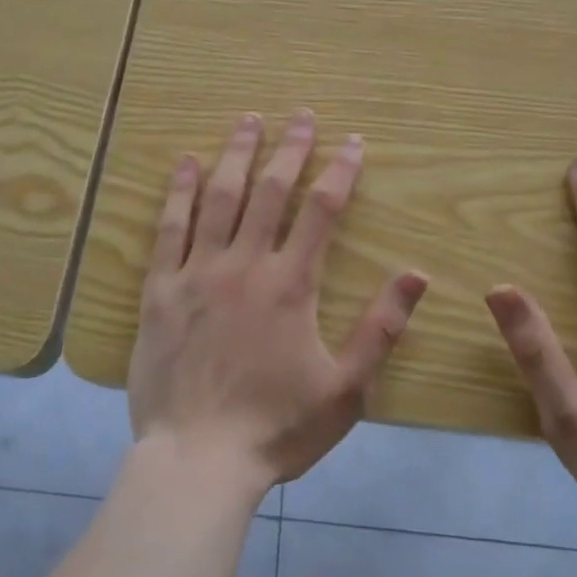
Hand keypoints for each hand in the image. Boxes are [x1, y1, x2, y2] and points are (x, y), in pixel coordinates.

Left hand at [129, 110, 429, 493]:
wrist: (197, 460)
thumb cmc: (276, 428)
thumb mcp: (346, 389)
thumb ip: (381, 329)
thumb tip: (416, 275)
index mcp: (290, 285)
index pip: (321, 211)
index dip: (340, 171)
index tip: (352, 141)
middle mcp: (244, 265)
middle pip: (271, 191)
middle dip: (290, 148)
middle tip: (301, 115)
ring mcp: (198, 272)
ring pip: (219, 197)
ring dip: (237, 154)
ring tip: (249, 120)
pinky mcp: (160, 289)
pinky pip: (169, 228)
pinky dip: (178, 191)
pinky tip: (186, 161)